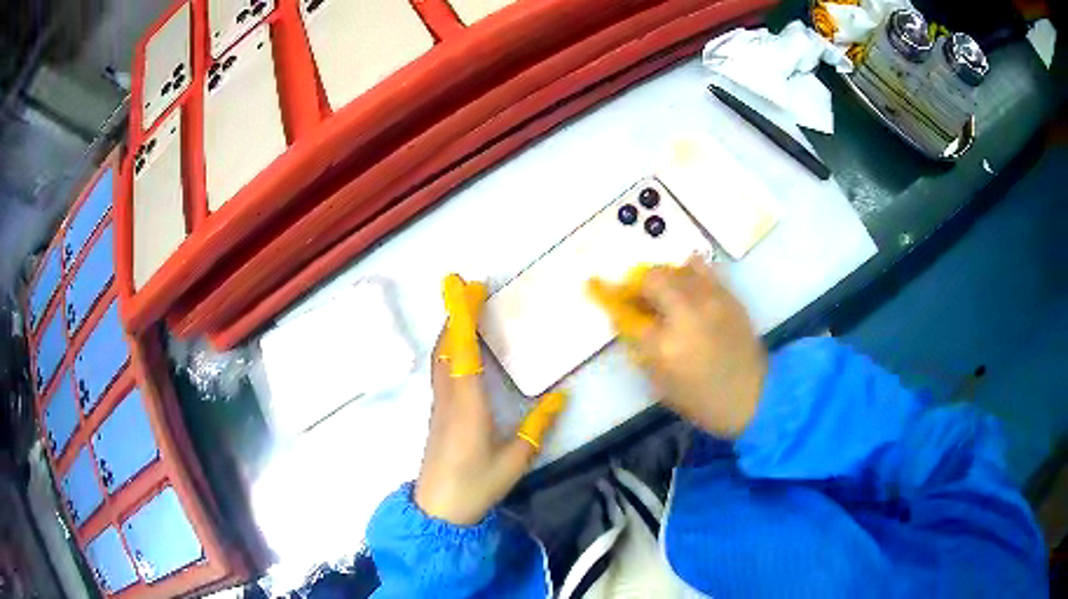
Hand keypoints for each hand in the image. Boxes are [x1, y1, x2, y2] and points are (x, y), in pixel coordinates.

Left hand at [415, 275, 566, 524]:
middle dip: (455, 313)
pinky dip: (448, 348)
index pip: (463, 351)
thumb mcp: (515, 459)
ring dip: (449, 328)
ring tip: (464, 308)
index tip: (470, 288)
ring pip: (440, 357)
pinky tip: (458, 348)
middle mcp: (448, 398)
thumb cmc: (477, 485)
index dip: (464, 316)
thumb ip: (537, 427)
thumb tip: (562, 397)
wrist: (438, 509)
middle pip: (446, 347)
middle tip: (466, 286)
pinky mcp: (437, 413)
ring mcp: (439, 405)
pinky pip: (440, 370)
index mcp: (467, 405)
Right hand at [589, 257, 766, 437]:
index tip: (599, 290)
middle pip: (652, 279)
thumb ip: (641, 349)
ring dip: (662, 277)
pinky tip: (687, 284)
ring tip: (663, 291)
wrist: (754, 396)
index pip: (627, 313)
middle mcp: (686, 314)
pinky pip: (702, 268)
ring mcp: (710, 301)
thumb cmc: (702, 400)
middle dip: (638, 284)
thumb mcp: (661, 384)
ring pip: (676, 269)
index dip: (610, 299)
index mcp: (665, 346)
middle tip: (637, 295)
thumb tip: (628, 320)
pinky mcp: (728, 296)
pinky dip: (688, 271)